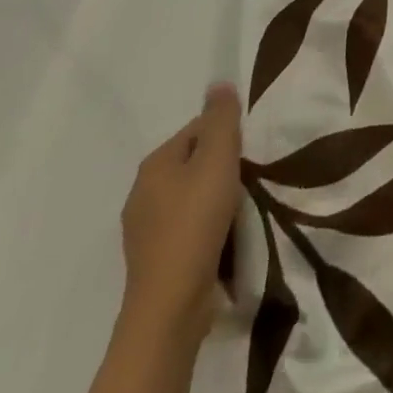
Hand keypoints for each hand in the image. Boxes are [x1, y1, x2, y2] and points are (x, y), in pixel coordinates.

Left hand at [118, 83, 241, 350]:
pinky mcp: (154, 262)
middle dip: (221, 168)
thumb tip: (218, 84)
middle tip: (249, 180)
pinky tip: (224, 239)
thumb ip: (221, 119)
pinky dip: (205, 228)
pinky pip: (186, 229)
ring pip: (189, 197)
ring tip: (241, 210)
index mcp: (154, 164)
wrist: (170, 308)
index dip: (227, 135)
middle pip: (193, 163)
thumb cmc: (195, 223)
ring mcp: (144, 231)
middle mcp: (142, 192)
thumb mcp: (217, 160)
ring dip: (214, 199)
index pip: (197, 130)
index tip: (249, 153)